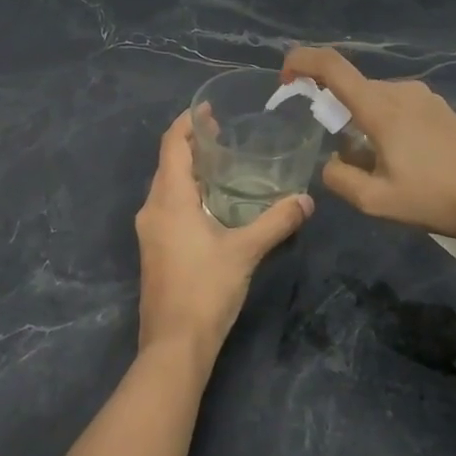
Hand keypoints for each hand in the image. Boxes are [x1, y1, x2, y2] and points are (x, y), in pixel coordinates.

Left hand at [134, 109, 312, 364]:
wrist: (174, 346)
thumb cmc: (205, 290)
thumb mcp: (245, 252)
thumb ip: (277, 222)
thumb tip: (307, 199)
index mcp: (169, 200)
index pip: (172, 145)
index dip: (187, 123)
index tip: (208, 110)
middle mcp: (152, 209)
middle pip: (168, 163)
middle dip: (192, 145)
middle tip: (225, 134)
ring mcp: (149, 231)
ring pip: (167, 186)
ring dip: (189, 170)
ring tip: (222, 165)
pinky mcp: (154, 250)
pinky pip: (167, 207)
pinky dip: (187, 193)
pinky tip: (213, 204)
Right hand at [280, 46, 455, 247]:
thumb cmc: (435, 199)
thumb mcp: (375, 201)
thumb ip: (339, 179)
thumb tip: (333, 163)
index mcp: (380, 108)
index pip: (332, 67)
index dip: (302, 62)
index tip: (285, 77)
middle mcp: (401, 92)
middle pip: (353, 89)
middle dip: (337, 113)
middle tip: (344, 157)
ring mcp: (427, 98)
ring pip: (377, 101)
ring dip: (365, 124)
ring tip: (380, 168)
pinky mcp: (444, 110)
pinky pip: (401, 108)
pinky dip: (388, 126)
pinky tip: (407, 163)